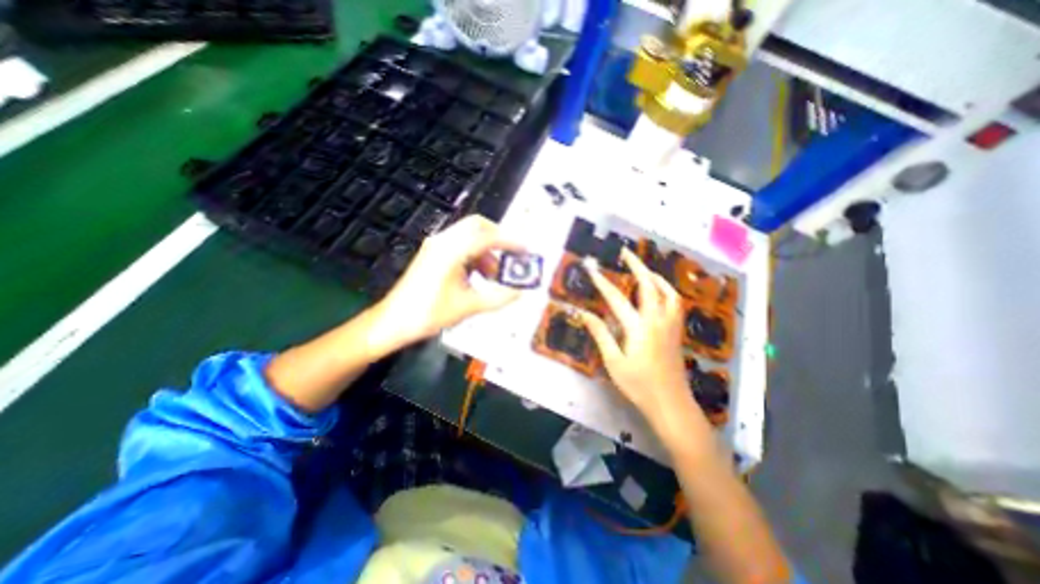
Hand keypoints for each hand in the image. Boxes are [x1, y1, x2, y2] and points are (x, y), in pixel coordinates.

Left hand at [366, 213, 528, 355]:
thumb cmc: (429, 313)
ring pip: (468, 235)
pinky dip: (474, 254)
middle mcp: (443, 241)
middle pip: (477, 226)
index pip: (487, 237)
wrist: (394, 321)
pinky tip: (478, 275)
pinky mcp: (433, 254)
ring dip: (486, 249)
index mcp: (452, 251)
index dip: (510, 242)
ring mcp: (436, 246)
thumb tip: (520, 293)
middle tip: (512, 255)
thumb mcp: (468, 306)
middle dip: (498, 238)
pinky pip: (460, 245)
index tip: (526, 250)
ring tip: (494, 274)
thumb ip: (498, 298)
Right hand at [577, 247, 707, 441]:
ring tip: (644, 269)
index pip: (616, 298)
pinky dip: (667, 290)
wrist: (671, 404)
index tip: (591, 269)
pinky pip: (675, 302)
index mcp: (638, 328)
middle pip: (649, 285)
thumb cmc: (639, 385)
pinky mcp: (676, 331)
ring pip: (668, 292)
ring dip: (656, 276)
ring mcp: (670, 325)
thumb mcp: (613, 362)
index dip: (602, 282)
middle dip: (637, 266)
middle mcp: (657, 320)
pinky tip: (660, 292)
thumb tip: (585, 314)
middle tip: (626, 253)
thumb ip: (601, 334)